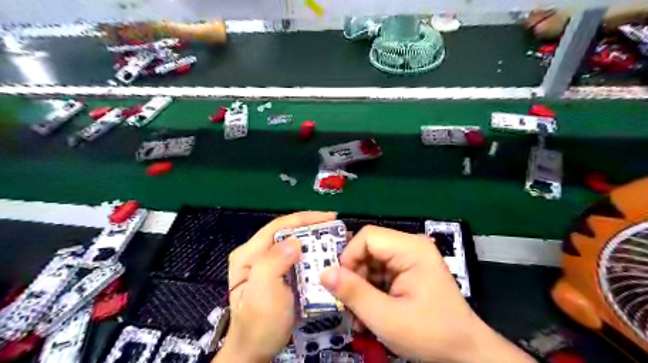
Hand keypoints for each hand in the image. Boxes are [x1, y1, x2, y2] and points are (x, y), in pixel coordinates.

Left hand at [215, 212, 336, 362]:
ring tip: (336, 239)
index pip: (278, 226)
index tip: (331, 217)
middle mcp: (256, 254)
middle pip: (287, 232)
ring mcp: (266, 264)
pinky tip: (326, 255)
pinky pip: (296, 258)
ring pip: (293, 244)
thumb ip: (274, 262)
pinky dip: (312, 255)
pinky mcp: (277, 274)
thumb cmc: (260, 325)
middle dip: (313, 228)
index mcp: (248, 254)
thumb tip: (295, 240)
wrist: (255, 354)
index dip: (305, 218)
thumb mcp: (264, 293)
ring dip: (315, 240)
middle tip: (337, 229)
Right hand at [318, 225, 531, 361]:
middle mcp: (411, 246)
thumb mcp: (387, 318)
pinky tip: (370, 312)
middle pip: (368, 248)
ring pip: (372, 261)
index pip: (367, 237)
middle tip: (349, 303)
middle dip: (355, 275)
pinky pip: (381, 272)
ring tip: (359, 314)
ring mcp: (411, 258)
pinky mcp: (409, 270)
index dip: (349, 257)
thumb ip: (354, 293)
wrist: (466, 353)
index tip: (341, 284)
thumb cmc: (431, 334)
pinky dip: (371, 290)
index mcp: (411, 249)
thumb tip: (323, 273)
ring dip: (361, 286)